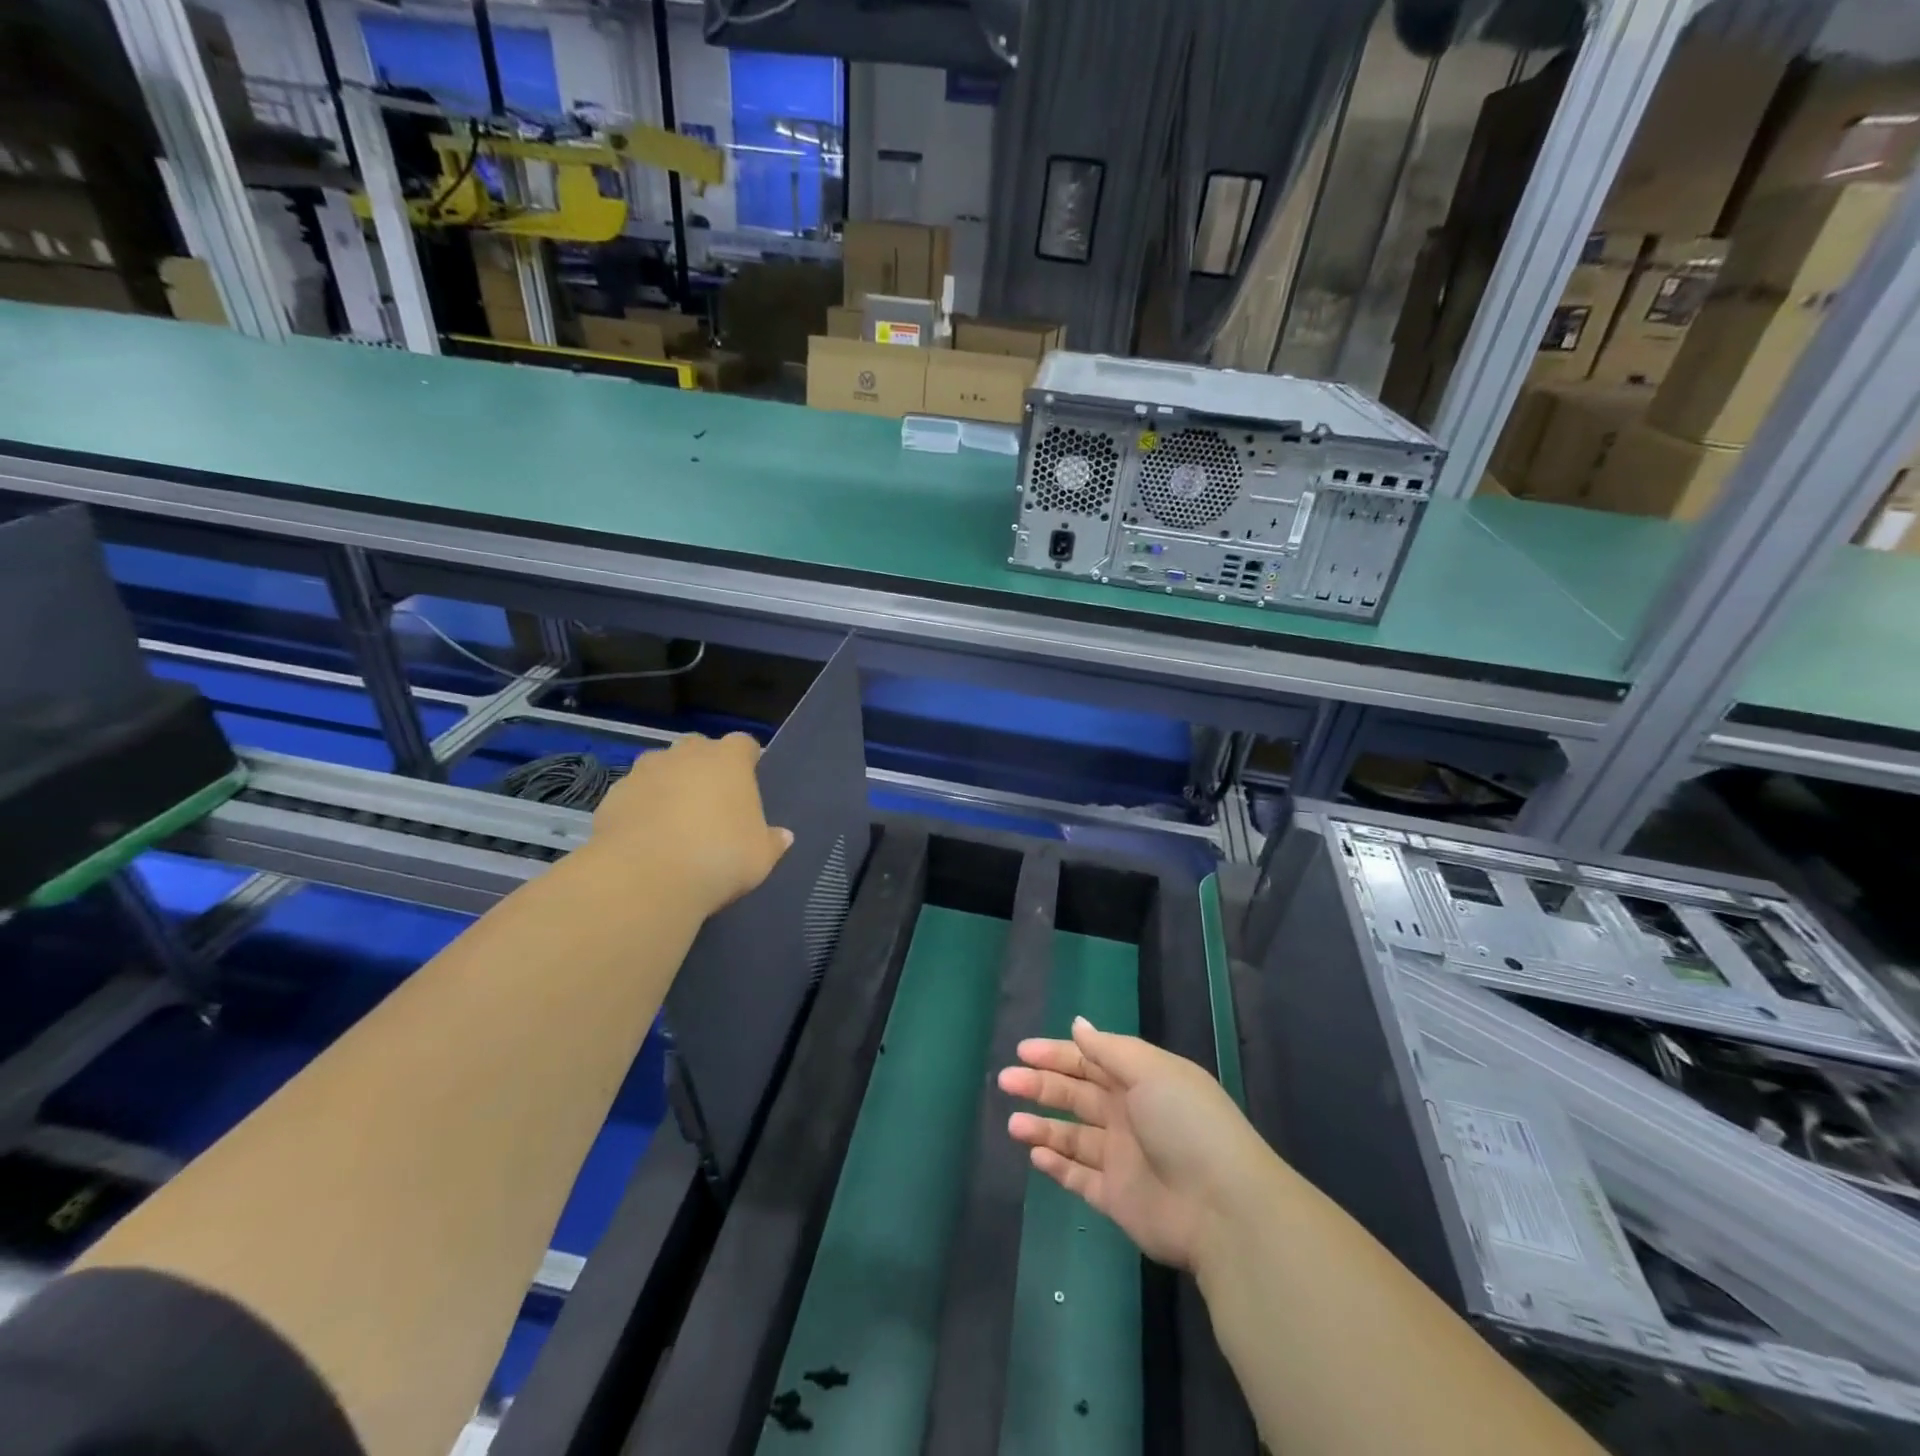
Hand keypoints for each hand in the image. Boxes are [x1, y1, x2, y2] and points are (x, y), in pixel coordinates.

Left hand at [587, 733, 791, 914]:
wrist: (646, 877)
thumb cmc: (719, 857)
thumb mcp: (760, 857)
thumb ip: (772, 842)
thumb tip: (783, 836)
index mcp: (729, 760)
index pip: (743, 744)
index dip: (746, 760)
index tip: (748, 782)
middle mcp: (686, 754)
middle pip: (698, 748)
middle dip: (703, 767)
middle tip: (710, 802)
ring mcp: (645, 771)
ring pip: (661, 767)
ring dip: (668, 785)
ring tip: (674, 821)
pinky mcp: (613, 795)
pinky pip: (634, 794)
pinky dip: (640, 808)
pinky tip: (646, 839)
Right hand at [1000, 1017, 1270, 1270]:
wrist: (1222, 1207)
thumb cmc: (1185, 1123)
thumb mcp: (1150, 1071)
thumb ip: (1108, 1050)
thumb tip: (1078, 1025)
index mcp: (1142, 1080)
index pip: (1091, 1060)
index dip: (1057, 1054)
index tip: (1022, 1051)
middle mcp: (1130, 1115)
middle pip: (1077, 1095)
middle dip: (1041, 1086)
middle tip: (1006, 1080)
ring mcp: (1123, 1158)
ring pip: (1073, 1136)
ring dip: (1042, 1127)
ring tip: (1013, 1123)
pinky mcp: (1117, 1198)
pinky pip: (1079, 1178)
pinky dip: (1057, 1166)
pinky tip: (1035, 1155)